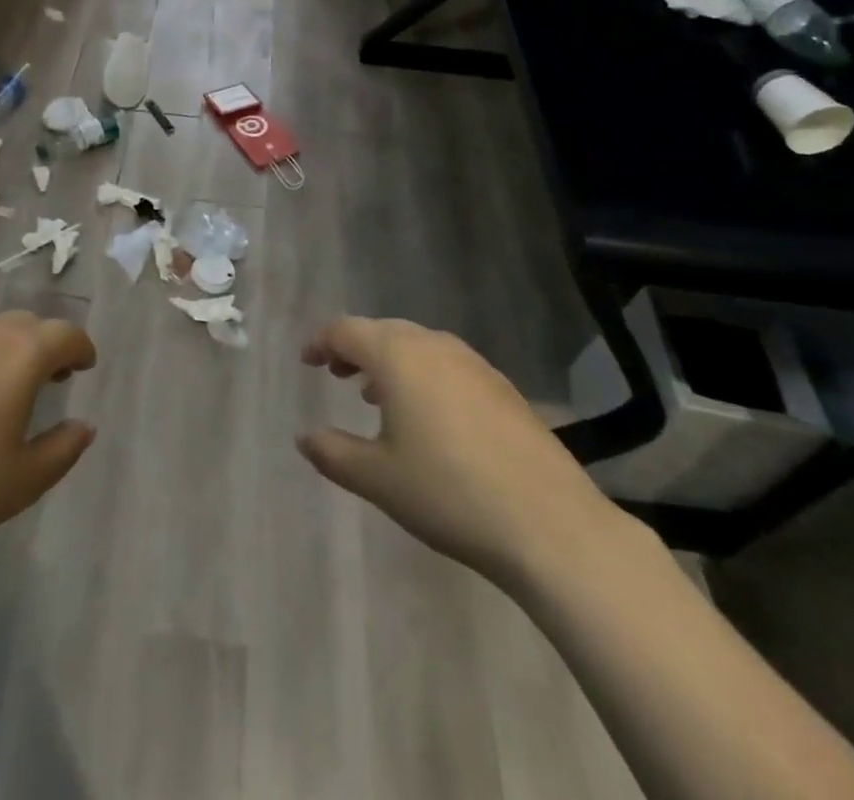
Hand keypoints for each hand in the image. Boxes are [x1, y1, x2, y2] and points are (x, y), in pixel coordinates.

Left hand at [0, 311, 96, 605]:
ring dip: (8, 350)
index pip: (65, 334)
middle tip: (51, 378)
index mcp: (20, 355)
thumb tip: (84, 425)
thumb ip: (64, 448)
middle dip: (45, 344)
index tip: (85, 367)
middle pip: (27, 324)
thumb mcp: (24, 481)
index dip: (81, 348)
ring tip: (4, 389)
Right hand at [298, 317, 620, 594]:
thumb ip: (333, 452)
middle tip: (336, 374)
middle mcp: (434, 346)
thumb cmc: (448, 493)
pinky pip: (447, 364)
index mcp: (397, 356)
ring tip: (375, 395)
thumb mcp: (377, 479)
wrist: (549, 523)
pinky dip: (422, 374)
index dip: (321, 342)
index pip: (346, 330)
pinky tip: (427, 415)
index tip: (306, 361)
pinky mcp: (501, 386)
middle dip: (354, 348)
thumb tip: (304, 437)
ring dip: (390, 362)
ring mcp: (473, 363)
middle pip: (383, 331)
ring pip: (417, 345)